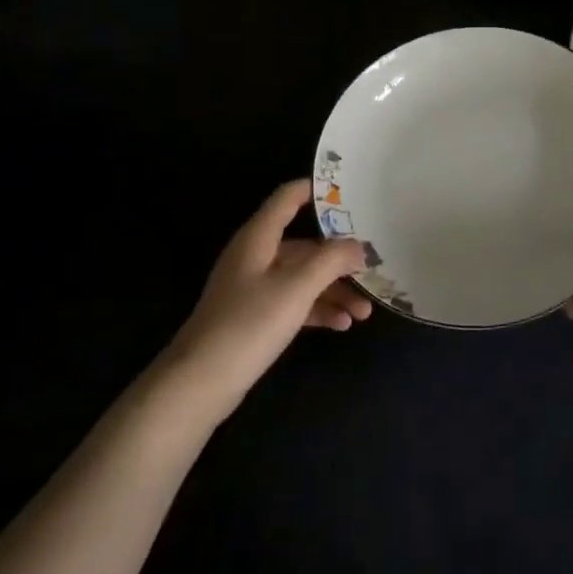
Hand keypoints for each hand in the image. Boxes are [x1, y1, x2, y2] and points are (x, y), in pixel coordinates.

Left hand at [164, 179, 371, 414]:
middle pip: (304, 245)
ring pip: (303, 277)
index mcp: (258, 238)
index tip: (352, 192)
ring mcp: (253, 288)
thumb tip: (358, 246)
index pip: (288, 198)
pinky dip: (318, 310)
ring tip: (364, 312)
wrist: (200, 382)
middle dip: (339, 258)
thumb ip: (331, 260)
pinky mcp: (255, 317)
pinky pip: (294, 302)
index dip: (318, 191)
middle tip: (373, 268)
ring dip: (334, 290)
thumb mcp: (297, 287)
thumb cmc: (249, 324)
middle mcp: (255, 256)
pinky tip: (342, 325)